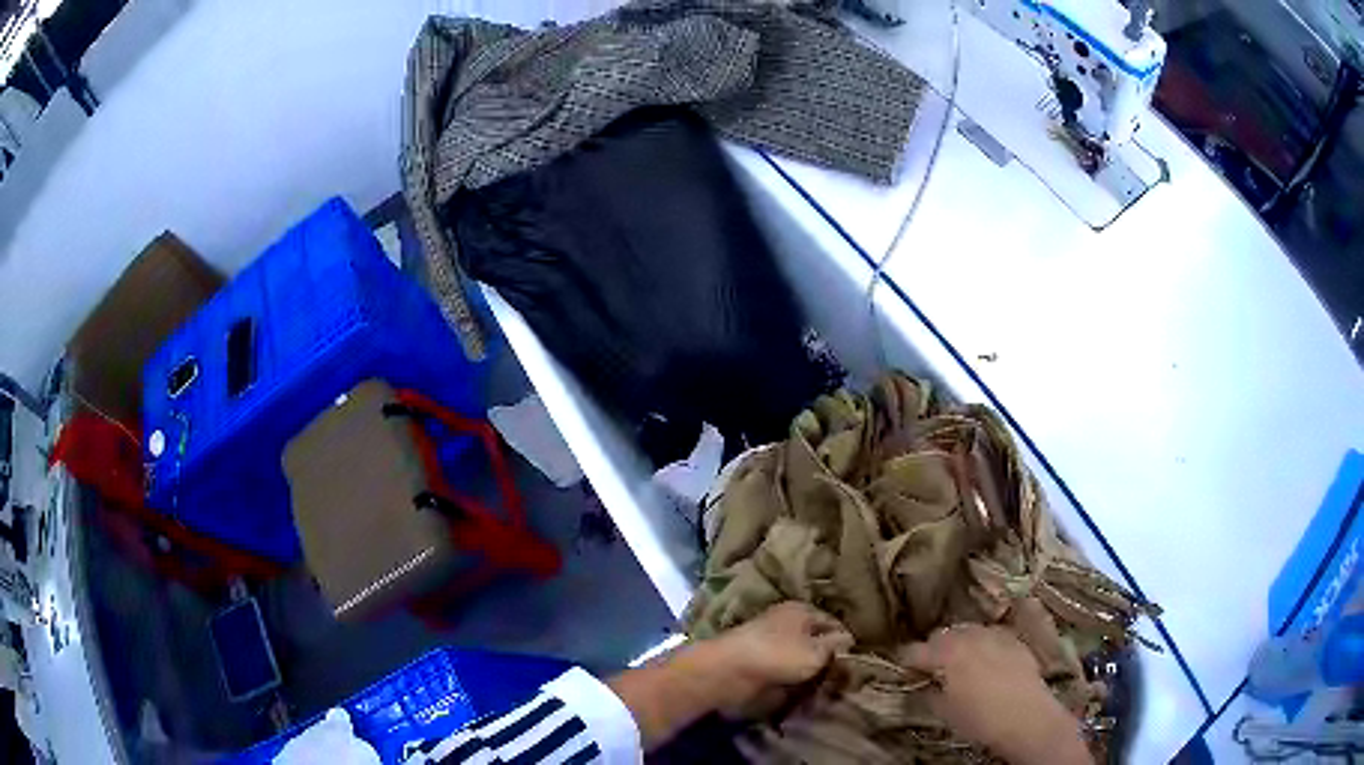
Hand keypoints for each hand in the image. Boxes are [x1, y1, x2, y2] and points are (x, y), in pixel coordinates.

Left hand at [607, 602, 851, 748]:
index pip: (834, 623)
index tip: (858, 662)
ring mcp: (768, 643)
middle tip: (844, 678)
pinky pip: (783, 672)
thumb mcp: (817, 651)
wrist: (725, 673)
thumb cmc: (776, 656)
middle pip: (815, 640)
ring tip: (827, 689)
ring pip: (800, 658)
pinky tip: (804, 694)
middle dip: (828, 657)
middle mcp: (785, 622)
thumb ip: (836, 646)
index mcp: (801, 610)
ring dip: (809, 672)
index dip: (846, 641)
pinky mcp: (756, 664)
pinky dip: (792, 681)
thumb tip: (849, 640)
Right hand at [903, 625, 1091, 764]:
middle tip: (930, 667)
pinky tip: (985, 660)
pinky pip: (991, 634)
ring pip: (968, 630)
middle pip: (942, 634)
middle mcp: (969, 637)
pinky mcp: (1014, 640)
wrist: (1026, 718)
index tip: (902, 669)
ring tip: (959, 661)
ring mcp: (994, 635)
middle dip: (933, 648)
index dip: (905, 660)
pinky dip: (982, 643)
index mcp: (946, 654)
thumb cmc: (979, 720)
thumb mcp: (945, 712)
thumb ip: (930, 692)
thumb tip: (923, 683)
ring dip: (958, 642)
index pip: (915, 650)